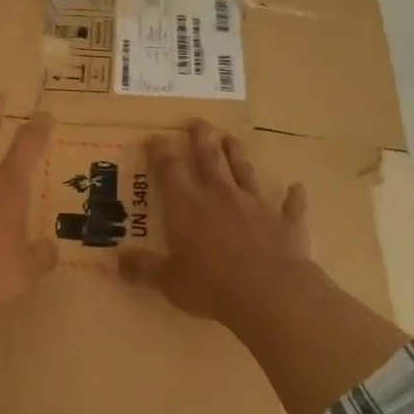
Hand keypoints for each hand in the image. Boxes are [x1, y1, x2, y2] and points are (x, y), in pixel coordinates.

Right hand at [119, 120, 314, 326]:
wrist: (269, 292)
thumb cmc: (210, 285)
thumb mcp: (169, 281)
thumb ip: (143, 269)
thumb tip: (116, 262)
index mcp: (187, 206)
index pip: (169, 170)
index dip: (161, 151)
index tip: (156, 137)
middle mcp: (220, 195)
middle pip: (209, 158)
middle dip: (202, 138)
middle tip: (198, 121)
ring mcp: (255, 205)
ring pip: (245, 170)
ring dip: (238, 153)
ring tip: (232, 138)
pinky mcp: (285, 221)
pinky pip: (290, 204)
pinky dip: (293, 196)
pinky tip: (297, 187)